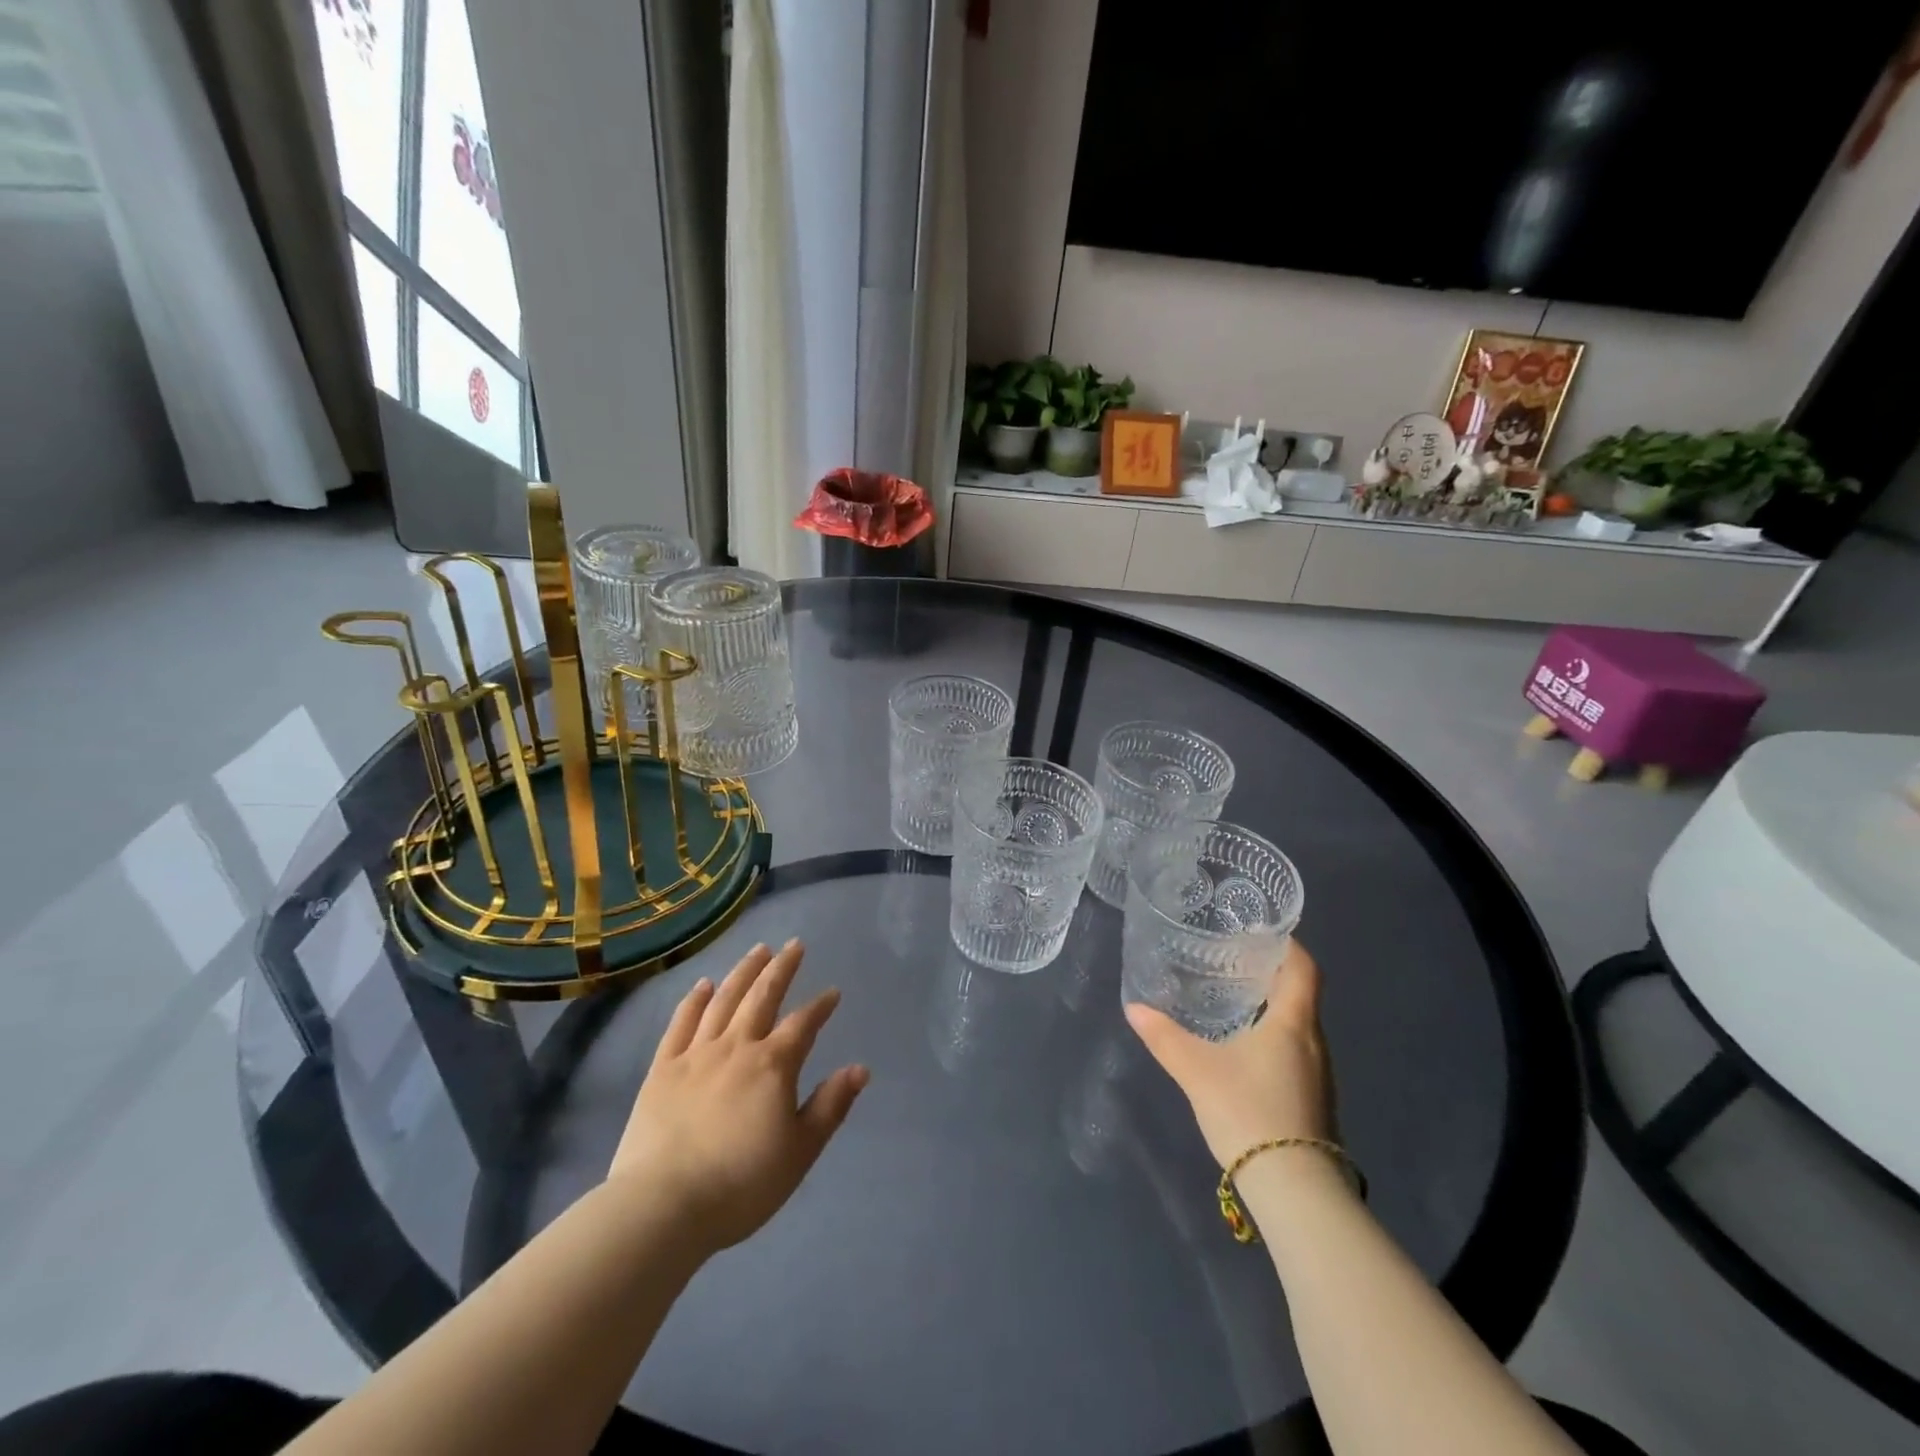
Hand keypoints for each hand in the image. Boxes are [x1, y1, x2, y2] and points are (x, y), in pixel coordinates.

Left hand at [607, 941, 868, 1253]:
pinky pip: (681, 1023)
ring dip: (743, 972)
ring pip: (724, 1000)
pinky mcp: (662, 1068)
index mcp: (773, 1065)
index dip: (820, 1006)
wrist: (663, 1206)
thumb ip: (830, 1106)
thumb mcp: (800, 1151)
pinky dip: (694, 1000)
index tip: (832, 993)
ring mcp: (696, 1054)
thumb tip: (860, 1069)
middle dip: (781, 968)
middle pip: (762, 996)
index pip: (803, 1024)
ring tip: (758, 950)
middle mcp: (737, 1046)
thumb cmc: (741, 1184)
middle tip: (794, 945)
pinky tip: (703, 984)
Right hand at [1124, 939, 1334, 1169]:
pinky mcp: (1313, 1101)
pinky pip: (1295, 1052)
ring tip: (1232, 1001)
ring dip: (1271, 1008)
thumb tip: (1134, 1008)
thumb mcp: (1196, 1070)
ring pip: (1297, 1025)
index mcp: (1292, 1023)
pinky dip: (1273, 1037)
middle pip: (1300, 994)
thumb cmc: (1249, 1111)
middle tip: (1231, 963)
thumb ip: (1164, 1037)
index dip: (1287, 945)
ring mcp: (1318, 1075)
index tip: (1259, 934)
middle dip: (1270, 974)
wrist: (1294, 1190)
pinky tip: (1243, 1049)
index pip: (1303, 968)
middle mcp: (1313, 1042)